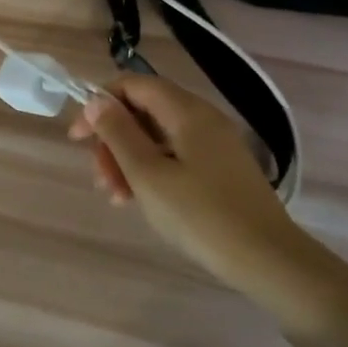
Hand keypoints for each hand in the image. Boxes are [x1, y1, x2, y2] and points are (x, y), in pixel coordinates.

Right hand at [68, 74, 309, 289]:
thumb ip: (119, 133)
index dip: (100, 104)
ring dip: (128, 160)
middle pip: (143, 111)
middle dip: (113, 140)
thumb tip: (96, 101)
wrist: (269, 261)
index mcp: (186, 111)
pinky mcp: (220, 170)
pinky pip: (174, 156)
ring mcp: (214, 145)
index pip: (133, 85)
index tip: (78, 138)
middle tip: (99, 177)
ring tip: (115, 197)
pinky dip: (151, 172)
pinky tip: (138, 200)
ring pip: (156, 137)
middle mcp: (202, 119)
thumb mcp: (148, 174)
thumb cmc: (201, 215)